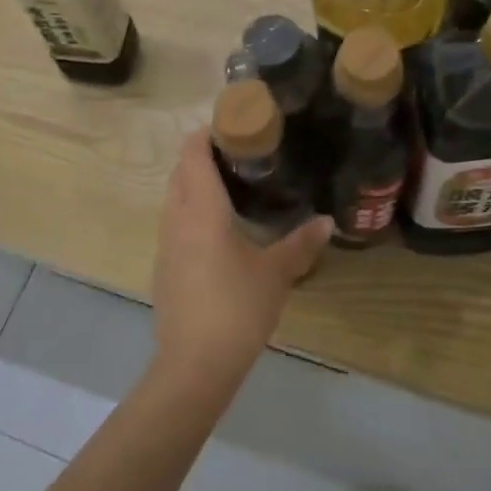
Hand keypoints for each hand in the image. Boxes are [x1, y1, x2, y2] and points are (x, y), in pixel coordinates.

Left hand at [152, 130, 331, 392]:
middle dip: (201, 156)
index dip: (206, 134)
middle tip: (239, 152)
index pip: (193, 155)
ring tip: (230, 185)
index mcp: (201, 210)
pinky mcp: (164, 269)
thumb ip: (300, 244)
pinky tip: (217, 229)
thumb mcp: (275, 274)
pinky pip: (174, 225)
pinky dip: (190, 212)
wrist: (193, 366)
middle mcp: (176, 220)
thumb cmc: (236, 309)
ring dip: (193, 184)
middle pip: (180, 173)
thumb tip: (326, 222)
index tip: (231, 123)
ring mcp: (165, 246)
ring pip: (173, 199)